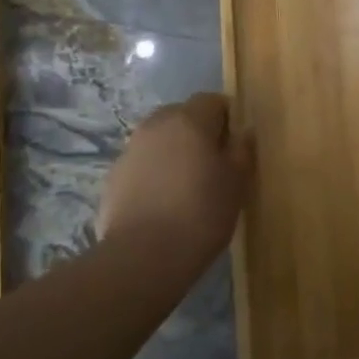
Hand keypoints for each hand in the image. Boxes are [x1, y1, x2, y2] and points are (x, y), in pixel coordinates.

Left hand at [100, 93, 254, 259]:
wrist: (143, 257)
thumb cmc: (201, 214)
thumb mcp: (237, 184)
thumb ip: (243, 150)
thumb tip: (244, 131)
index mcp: (189, 120)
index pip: (212, 100)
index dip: (227, 118)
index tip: (235, 146)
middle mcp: (156, 125)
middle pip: (182, 115)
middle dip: (198, 132)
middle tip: (213, 165)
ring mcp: (130, 149)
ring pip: (159, 139)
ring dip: (174, 152)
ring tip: (186, 186)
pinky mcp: (114, 176)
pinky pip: (142, 163)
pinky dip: (154, 173)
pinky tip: (162, 203)